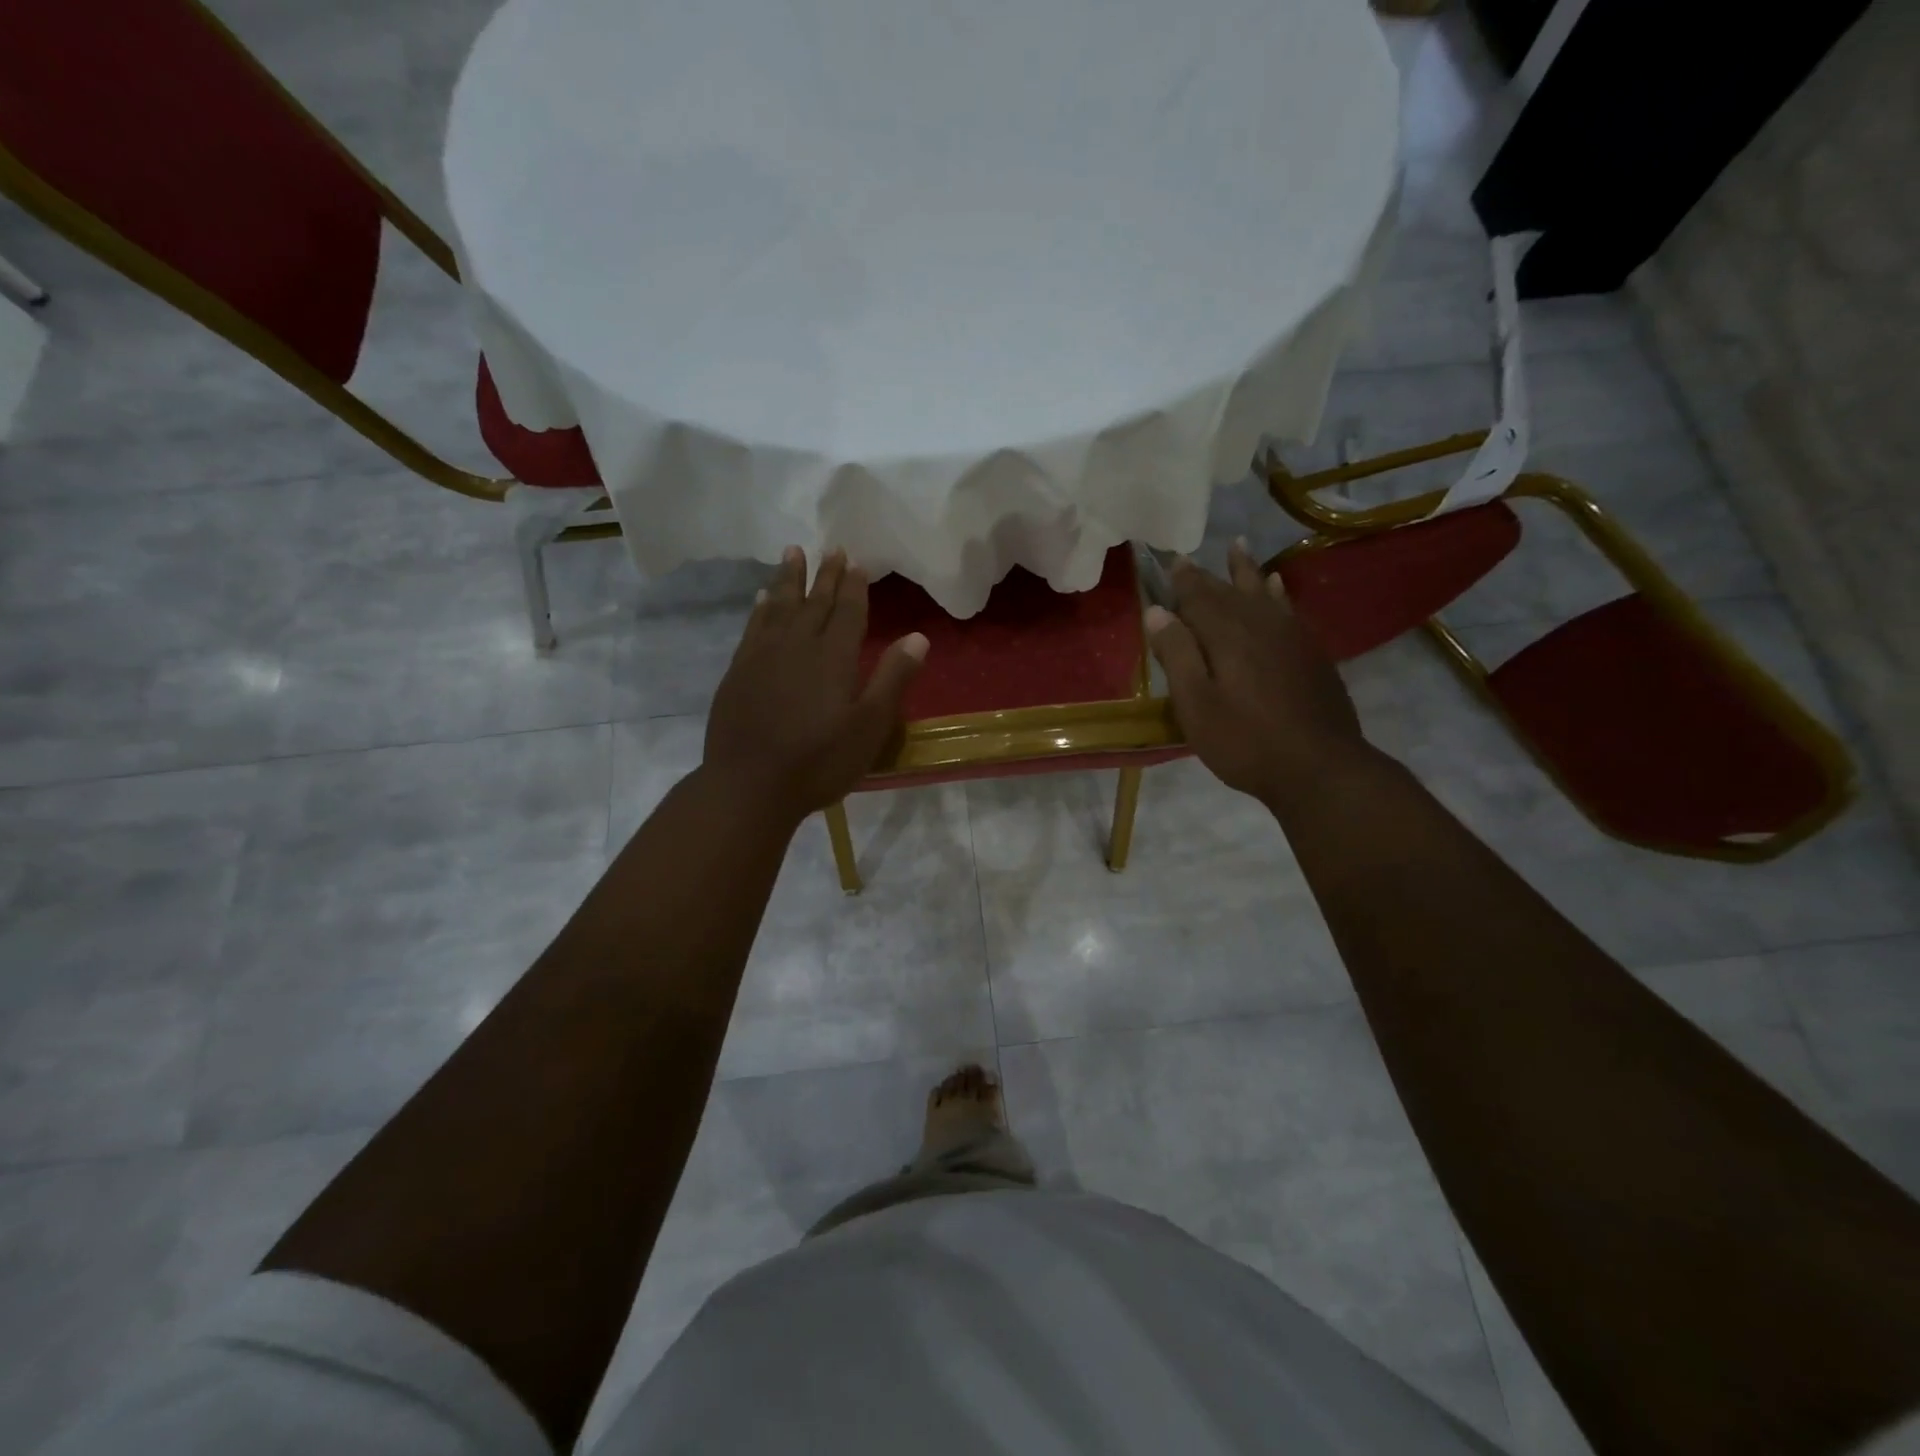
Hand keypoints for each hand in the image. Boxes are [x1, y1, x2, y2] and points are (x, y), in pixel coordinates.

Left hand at [703, 546, 927, 822]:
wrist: (749, 786)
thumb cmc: (819, 761)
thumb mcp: (869, 726)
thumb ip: (893, 679)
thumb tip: (918, 637)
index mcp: (833, 657)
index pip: (847, 611)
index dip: (853, 586)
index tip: (856, 561)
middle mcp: (797, 646)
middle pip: (814, 602)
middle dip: (824, 575)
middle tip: (831, 548)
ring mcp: (762, 657)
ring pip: (779, 607)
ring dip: (788, 580)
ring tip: (792, 553)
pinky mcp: (738, 672)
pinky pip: (753, 628)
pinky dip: (760, 609)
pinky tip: (761, 600)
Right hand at [1146, 540, 1367, 813]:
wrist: (1321, 767)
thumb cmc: (1245, 742)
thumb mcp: (1196, 705)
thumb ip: (1177, 655)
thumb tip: (1158, 612)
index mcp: (1227, 635)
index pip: (1198, 597)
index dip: (1182, 580)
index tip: (1169, 561)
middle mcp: (1260, 624)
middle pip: (1229, 591)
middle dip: (1206, 575)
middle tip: (1188, 558)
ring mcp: (1291, 636)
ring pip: (1263, 593)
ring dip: (1246, 571)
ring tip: (1238, 548)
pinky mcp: (1311, 653)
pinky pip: (1289, 608)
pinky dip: (1278, 593)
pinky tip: (1277, 588)